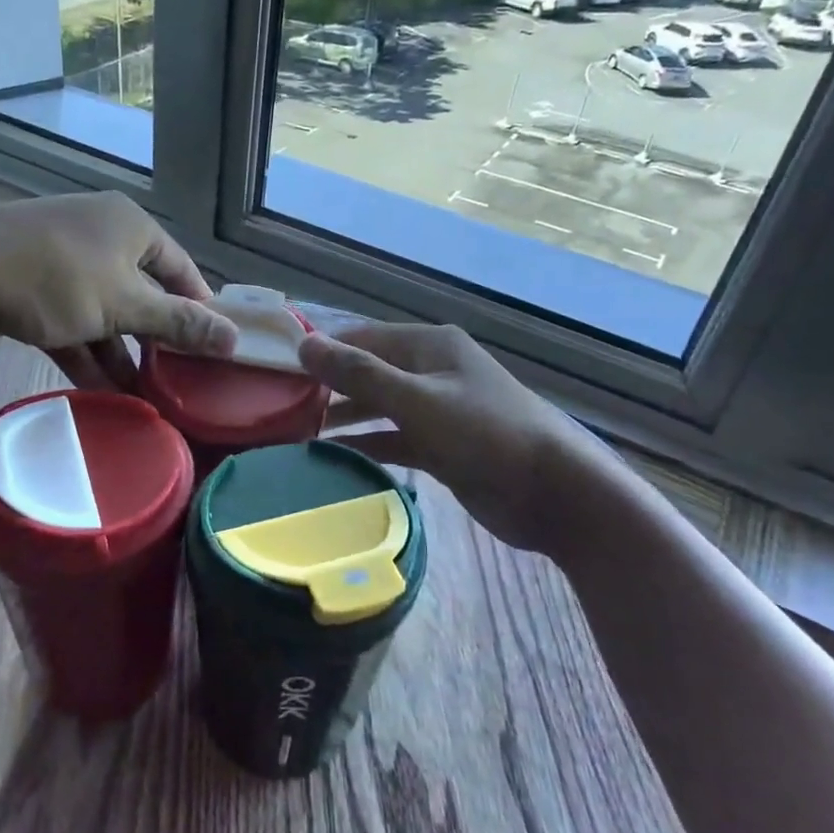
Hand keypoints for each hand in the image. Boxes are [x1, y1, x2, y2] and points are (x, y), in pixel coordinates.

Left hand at [0, 193, 234, 388]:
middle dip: (156, 340)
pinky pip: (73, 325)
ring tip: (145, 400)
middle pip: (142, 294)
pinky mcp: (32, 291)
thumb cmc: (56, 278)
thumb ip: (179, 322)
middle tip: (179, 381)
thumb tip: (234, 339)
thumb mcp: (125, 303)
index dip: (199, 308)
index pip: (180, 268)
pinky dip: (87, 355)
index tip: (213, 350)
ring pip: (105, 314)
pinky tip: (103, 393)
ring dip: (122, 355)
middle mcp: (100, 236)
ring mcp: (62, 263)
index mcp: (130, 225)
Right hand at [298, 322, 630, 555]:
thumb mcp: (417, 400)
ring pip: (379, 407)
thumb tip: (304, 343)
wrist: (555, 493)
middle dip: (328, 388)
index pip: (362, 338)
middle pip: (368, 372)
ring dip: (344, 419)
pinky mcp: (443, 447)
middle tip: (279, 408)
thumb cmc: (485, 434)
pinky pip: (394, 439)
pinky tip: (334, 458)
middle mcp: (431, 371)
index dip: (322, 351)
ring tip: (296, 435)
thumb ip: (360, 374)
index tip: (278, 371)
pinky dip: (367, 446)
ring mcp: (438, 410)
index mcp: (429, 345)